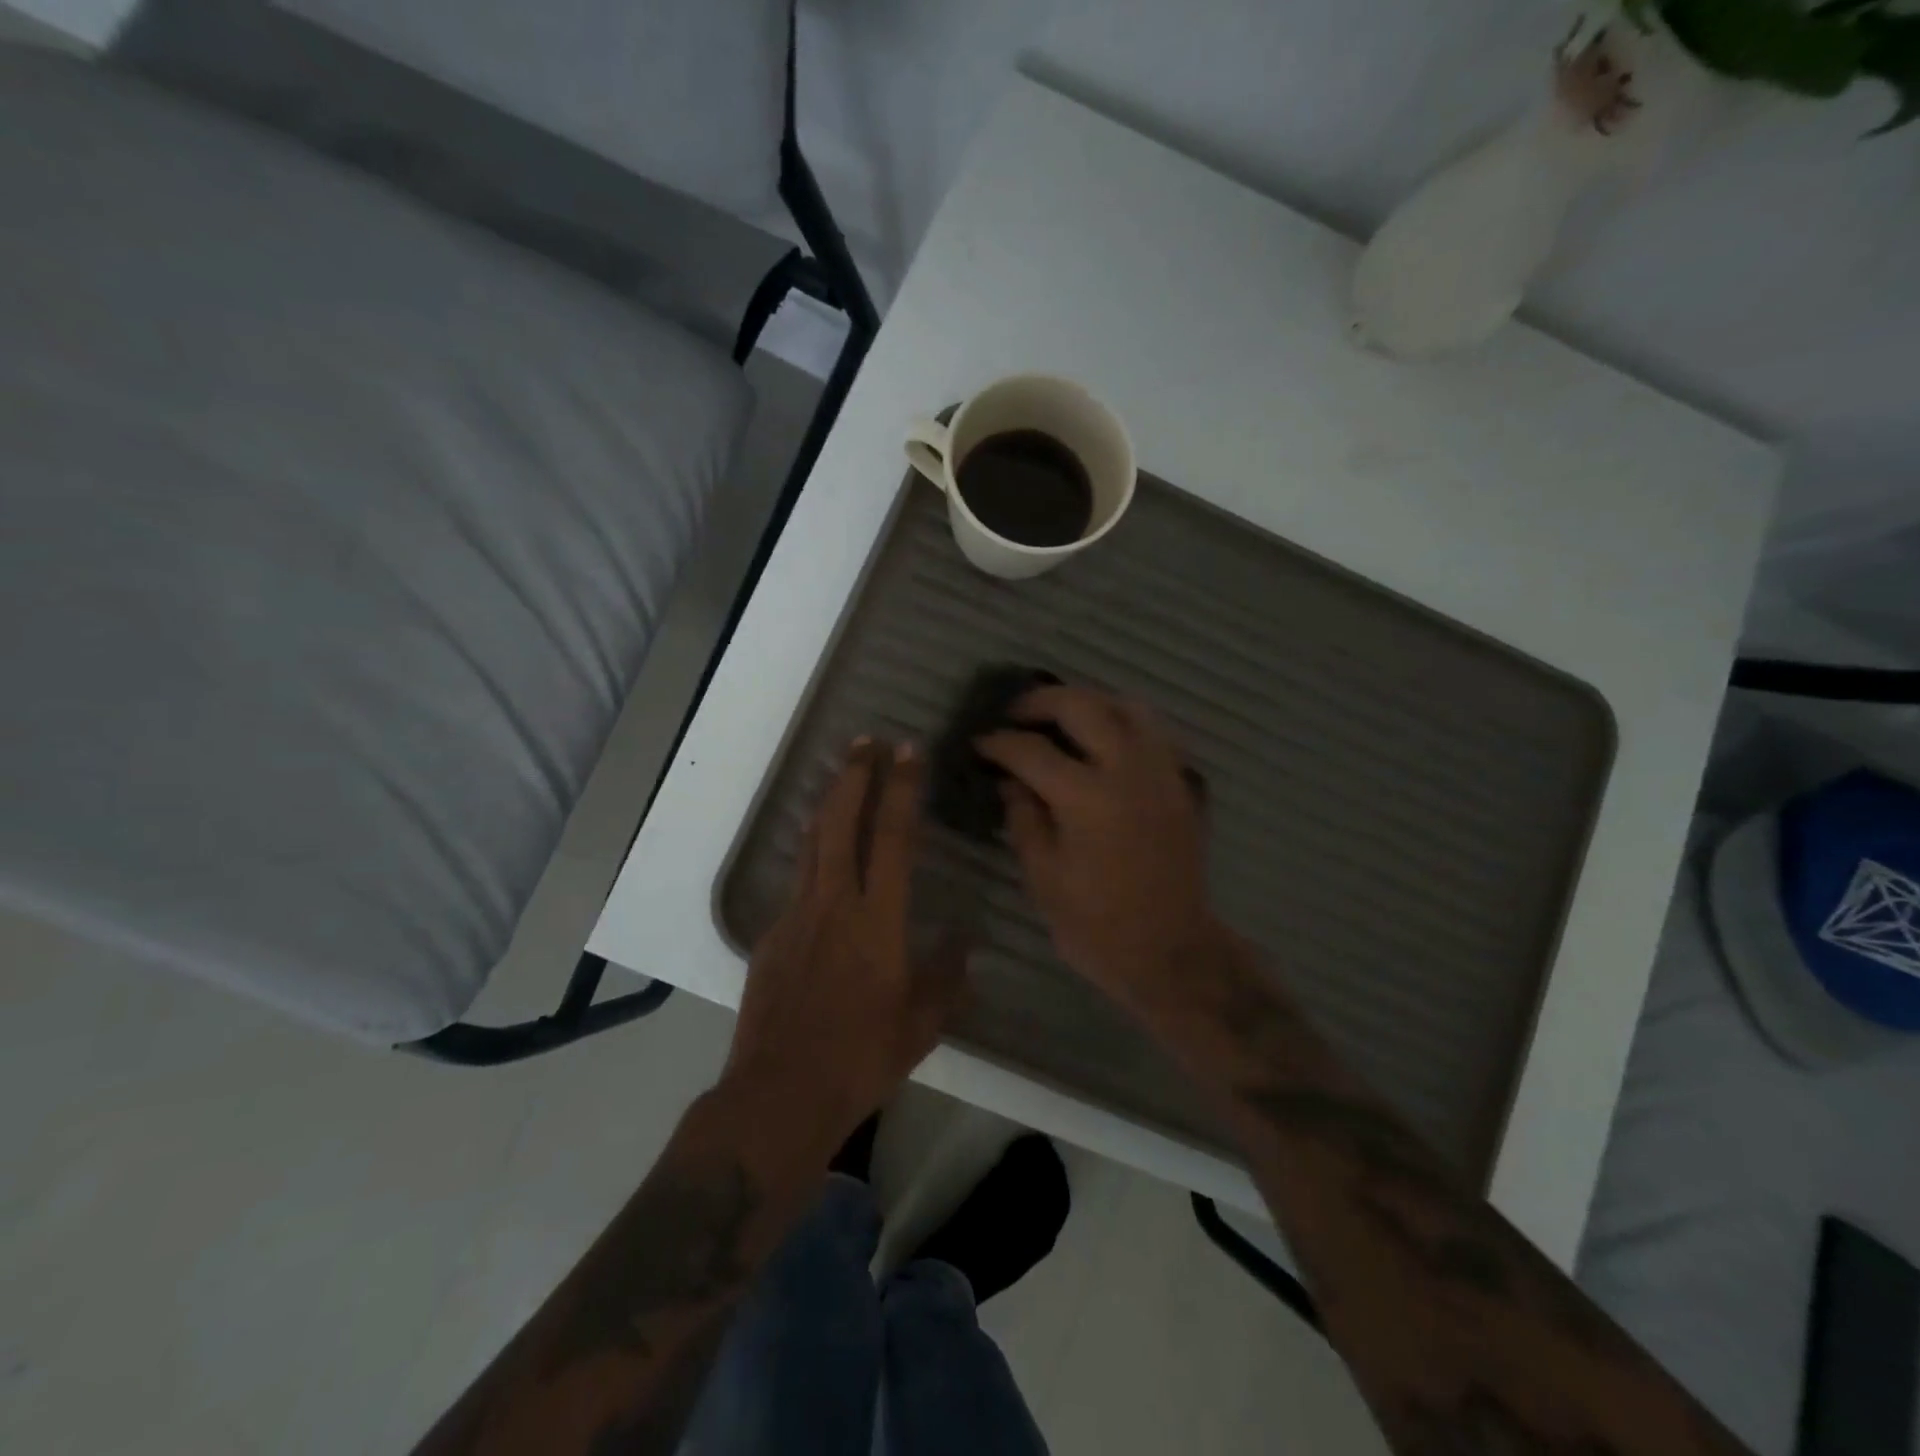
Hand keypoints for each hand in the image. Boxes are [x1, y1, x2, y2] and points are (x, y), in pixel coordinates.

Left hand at [722, 738, 967, 1164]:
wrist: (778, 1095)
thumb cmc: (861, 1059)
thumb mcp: (922, 1026)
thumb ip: (947, 978)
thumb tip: (963, 943)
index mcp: (877, 920)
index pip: (891, 837)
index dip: (900, 788)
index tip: (907, 751)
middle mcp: (834, 904)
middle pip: (840, 822)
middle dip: (855, 775)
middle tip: (866, 741)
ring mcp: (795, 916)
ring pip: (811, 843)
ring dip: (829, 803)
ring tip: (842, 774)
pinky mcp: (770, 936)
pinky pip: (797, 883)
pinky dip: (813, 855)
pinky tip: (824, 862)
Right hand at [977, 686, 1223, 1027]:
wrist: (1169, 951)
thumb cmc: (1096, 923)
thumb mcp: (1043, 875)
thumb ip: (1024, 817)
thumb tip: (1010, 779)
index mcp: (1086, 798)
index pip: (1032, 751)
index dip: (999, 742)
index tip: (980, 742)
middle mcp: (1127, 771)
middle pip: (1083, 707)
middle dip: (1042, 701)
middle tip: (1017, 714)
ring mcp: (1160, 773)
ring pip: (1128, 707)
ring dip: (1090, 702)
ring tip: (1063, 717)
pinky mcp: (1180, 785)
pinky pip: (1154, 732)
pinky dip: (1125, 722)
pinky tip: (1105, 740)